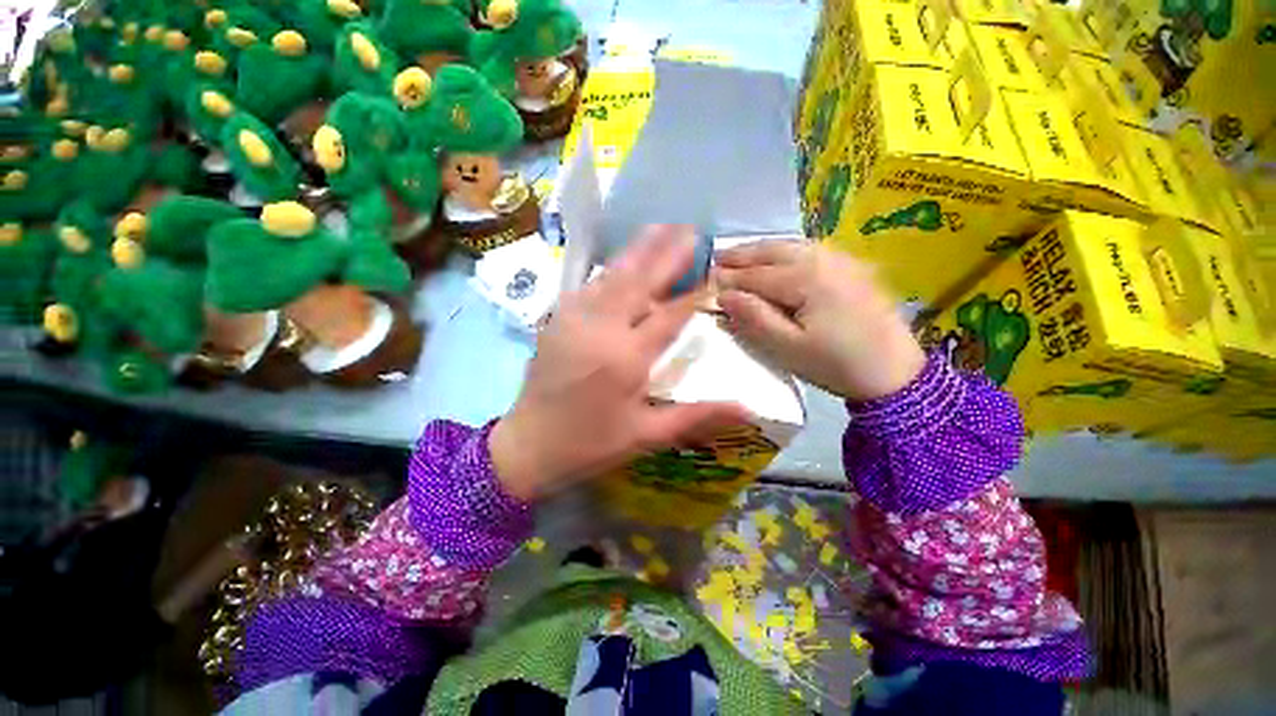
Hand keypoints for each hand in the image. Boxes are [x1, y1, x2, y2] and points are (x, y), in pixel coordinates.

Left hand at [490, 225, 748, 501]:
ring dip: (636, 252)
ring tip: (659, 229)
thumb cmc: (590, 445)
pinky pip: (587, 287)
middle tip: (688, 229)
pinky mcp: (557, 321)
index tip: (715, 270)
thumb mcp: (646, 436)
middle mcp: (600, 329)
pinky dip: (609, 271)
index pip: (668, 315)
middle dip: (664, 253)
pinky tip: (619, 263)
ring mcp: (574, 320)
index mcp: (625, 357)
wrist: (528, 445)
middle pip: (637, 281)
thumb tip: (748, 408)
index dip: (693, 293)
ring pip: (610, 277)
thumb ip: (697, 416)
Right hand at [715, 241, 924, 401]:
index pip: (754, 275)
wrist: (895, 371)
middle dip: (741, 255)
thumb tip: (723, 295)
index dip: (726, 279)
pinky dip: (787, 250)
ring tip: (741, 257)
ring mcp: (838, 258)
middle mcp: (819, 257)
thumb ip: (755, 319)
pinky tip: (780, 258)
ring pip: (790, 245)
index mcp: (803, 276)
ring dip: (763, 249)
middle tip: (715, 259)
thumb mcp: (791, 350)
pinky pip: (810, 249)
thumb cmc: (839, 365)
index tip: (701, 281)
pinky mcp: (851, 266)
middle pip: (771, 250)